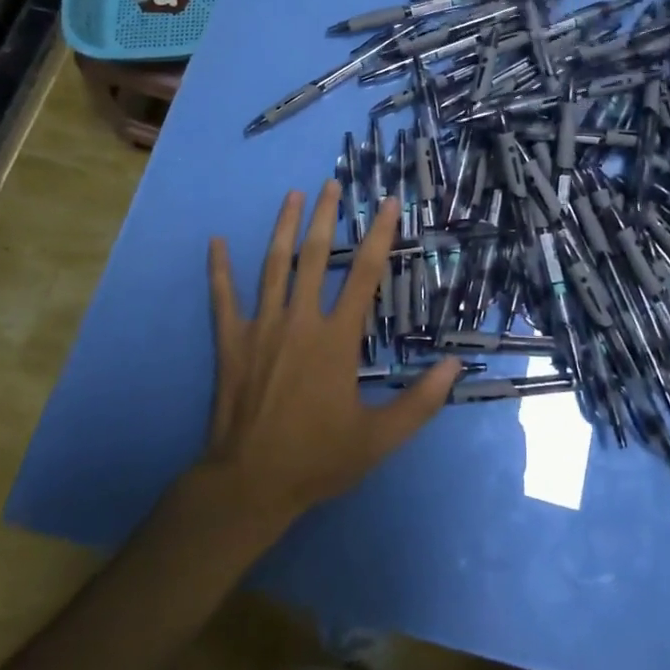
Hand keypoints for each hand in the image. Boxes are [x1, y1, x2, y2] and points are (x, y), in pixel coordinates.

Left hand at [201, 183, 459, 521]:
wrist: (249, 485)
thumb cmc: (317, 459)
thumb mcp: (379, 438)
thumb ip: (419, 402)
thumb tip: (455, 366)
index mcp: (336, 340)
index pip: (365, 275)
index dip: (380, 236)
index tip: (388, 203)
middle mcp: (300, 322)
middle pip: (315, 257)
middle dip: (325, 217)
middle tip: (331, 183)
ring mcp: (262, 328)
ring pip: (273, 267)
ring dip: (283, 228)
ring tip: (292, 195)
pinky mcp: (231, 343)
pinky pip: (223, 299)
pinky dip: (218, 270)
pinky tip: (214, 242)